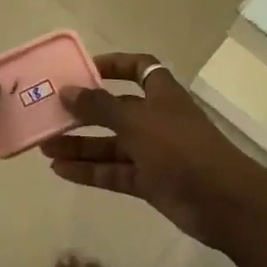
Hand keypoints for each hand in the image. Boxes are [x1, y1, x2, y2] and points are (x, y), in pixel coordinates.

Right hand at [42, 52, 266, 248]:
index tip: (82, 70)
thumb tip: (67, 90)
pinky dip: (89, 171)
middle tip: (49, 115)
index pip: (139, 68)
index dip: (113, 65)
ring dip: (80, 145)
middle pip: (115, 110)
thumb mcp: (137, 121)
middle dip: (84, 112)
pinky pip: (113, 172)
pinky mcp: (149, 181)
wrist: (221, 201)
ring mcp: (153, 152)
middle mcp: (156, 119)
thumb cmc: (180, 148)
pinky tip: (60, 171)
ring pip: (110, 144)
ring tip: (44, 147)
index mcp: (161, 94)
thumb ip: (100, 106)